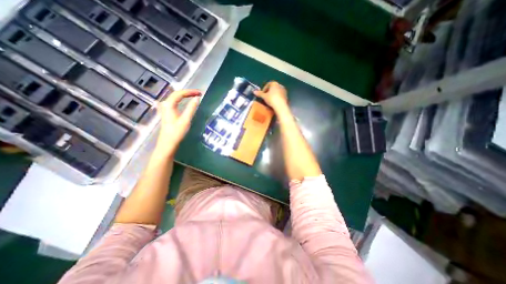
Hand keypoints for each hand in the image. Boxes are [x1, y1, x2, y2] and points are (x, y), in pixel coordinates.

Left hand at [157, 88, 201, 153]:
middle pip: (177, 94)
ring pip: (175, 97)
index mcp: (169, 105)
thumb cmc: (177, 133)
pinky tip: (186, 101)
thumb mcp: (186, 120)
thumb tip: (197, 98)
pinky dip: (182, 99)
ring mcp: (165, 108)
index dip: (190, 91)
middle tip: (199, 93)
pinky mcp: (167, 112)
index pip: (180, 93)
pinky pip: (175, 102)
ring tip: (195, 95)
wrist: (168, 143)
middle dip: (188, 92)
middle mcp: (165, 104)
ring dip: (185, 95)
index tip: (200, 93)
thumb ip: (191, 108)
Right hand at [255, 81, 286, 111]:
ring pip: (276, 92)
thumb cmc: (272, 99)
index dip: (264, 89)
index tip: (262, 94)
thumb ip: (259, 93)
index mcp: (274, 83)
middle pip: (273, 88)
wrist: (281, 106)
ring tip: (269, 100)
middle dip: (269, 92)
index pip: (268, 84)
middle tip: (265, 97)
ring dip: (273, 95)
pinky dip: (277, 98)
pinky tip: (274, 102)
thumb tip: (254, 91)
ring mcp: (284, 90)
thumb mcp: (264, 96)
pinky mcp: (286, 96)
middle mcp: (280, 85)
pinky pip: (279, 95)